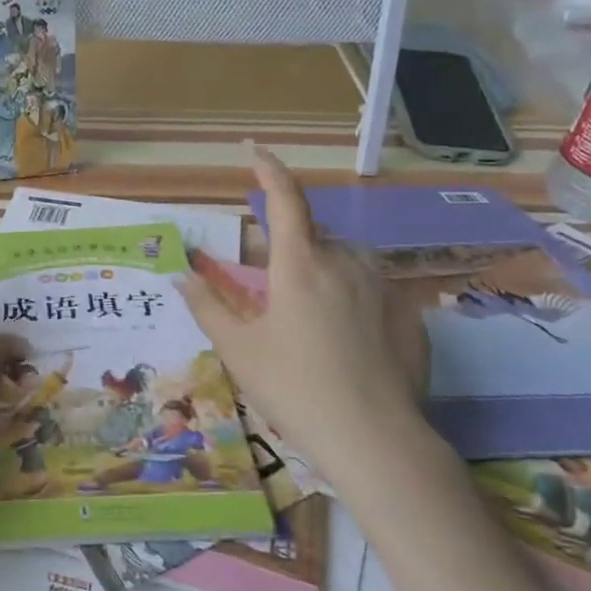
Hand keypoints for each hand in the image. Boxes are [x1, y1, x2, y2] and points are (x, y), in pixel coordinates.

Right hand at [179, 146, 430, 483]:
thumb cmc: (295, 389)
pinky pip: (371, 293)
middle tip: (275, 301)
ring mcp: (383, 288)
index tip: (254, 149)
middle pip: (312, 239)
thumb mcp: (239, 350)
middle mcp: (345, 263)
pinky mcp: (410, 316)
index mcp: (300, 265)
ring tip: (311, 326)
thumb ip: (206, 306)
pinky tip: (347, 348)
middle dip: (290, 255)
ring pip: (344, 264)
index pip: (284, 199)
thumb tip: (180, 275)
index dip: (269, 169)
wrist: (376, 442)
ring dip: (323, 276)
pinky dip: (352, 304)